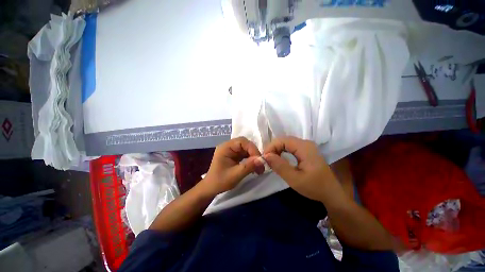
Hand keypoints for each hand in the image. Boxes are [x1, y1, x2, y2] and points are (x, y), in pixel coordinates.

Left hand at [203, 137, 264, 194]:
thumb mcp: (235, 175)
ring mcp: (231, 150)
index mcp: (225, 147)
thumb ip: (249, 166)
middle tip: (261, 163)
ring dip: (254, 157)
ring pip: (246, 149)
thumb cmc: (220, 181)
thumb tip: (262, 160)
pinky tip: (254, 166)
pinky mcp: (234, 155)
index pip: (242, 142)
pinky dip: (251, 159)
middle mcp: (228, 146)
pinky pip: (245, 154)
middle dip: (254, 153)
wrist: (211, 188)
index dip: (252, 149)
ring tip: (259, 167)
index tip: (260, 160)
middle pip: (245, 144)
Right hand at [263, 136, 337, 201]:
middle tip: (267, 160)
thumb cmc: (314, 187)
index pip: (282, 140)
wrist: (331, 193)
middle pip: (284, 140)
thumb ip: (280, 166)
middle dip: (273, 148)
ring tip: (272, 160)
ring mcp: (306, 146)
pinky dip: (282, 151)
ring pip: (286, 143)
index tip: (265, 159)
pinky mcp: (306, 150)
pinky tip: (279, 159)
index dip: (271, 147)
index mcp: (304, 147)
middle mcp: (306, 143)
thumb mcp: (295, 179)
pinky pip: (290, 147)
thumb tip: (266, 156)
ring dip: (276, 150)